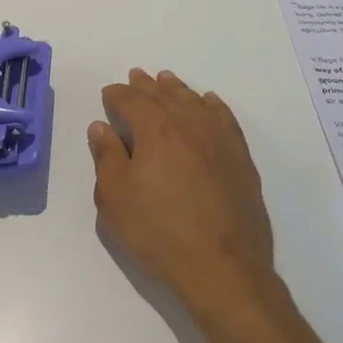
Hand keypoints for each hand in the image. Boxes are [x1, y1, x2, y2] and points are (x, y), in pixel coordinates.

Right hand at [88, 69, 281, 316]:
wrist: (222, 265)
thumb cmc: (159, 232)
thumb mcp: (116, 198)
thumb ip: (107, 157)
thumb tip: (102, 126)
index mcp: (155, 128)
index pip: (131, 100)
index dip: (117, 94)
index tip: (109, 94)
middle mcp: (189, 123)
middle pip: (164, 95)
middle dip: (147, 86)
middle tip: (137, 76)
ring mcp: (219, 138)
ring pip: (195, 102)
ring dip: (178, 90)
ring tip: (167, 81)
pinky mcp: (240, 157)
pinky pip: (224, 118)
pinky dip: (212, 105)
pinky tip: (208, 103)